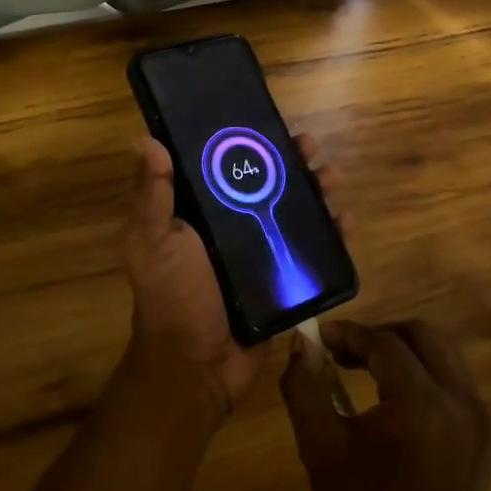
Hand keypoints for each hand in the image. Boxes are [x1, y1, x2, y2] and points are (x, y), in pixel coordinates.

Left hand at [122, 133, 343, 423]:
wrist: (197, 367)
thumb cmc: (172, 297)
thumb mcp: (152, 241)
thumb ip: (152, 195)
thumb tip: (144, 139)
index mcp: (198, 212)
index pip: (225, 165)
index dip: (248, 142)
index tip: (268, 123)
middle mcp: (231, 227)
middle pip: (268, 183)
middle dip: (292, 162)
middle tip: (312, 148)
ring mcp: (261, 254)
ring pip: (295, 212)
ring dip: (318, 191)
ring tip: (333, 178)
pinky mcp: (284, 280)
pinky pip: (313, 251)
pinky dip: (333, 235)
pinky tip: (346, 222)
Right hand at [281, 319, 490, 490]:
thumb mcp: (321, 453)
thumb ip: (305, 389)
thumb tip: (299, 346)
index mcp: (421, 404)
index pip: (383, 343)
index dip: (347, 334)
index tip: (317, 338)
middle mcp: (460, 400)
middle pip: (424, 335)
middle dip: (381, 334)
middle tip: (344, 351)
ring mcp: (478, 419)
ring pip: (443, 355)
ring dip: (403, 351)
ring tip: (363, 370)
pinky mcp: (483, 437)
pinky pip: (452, 382)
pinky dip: (422, 374)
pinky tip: (391, 400)